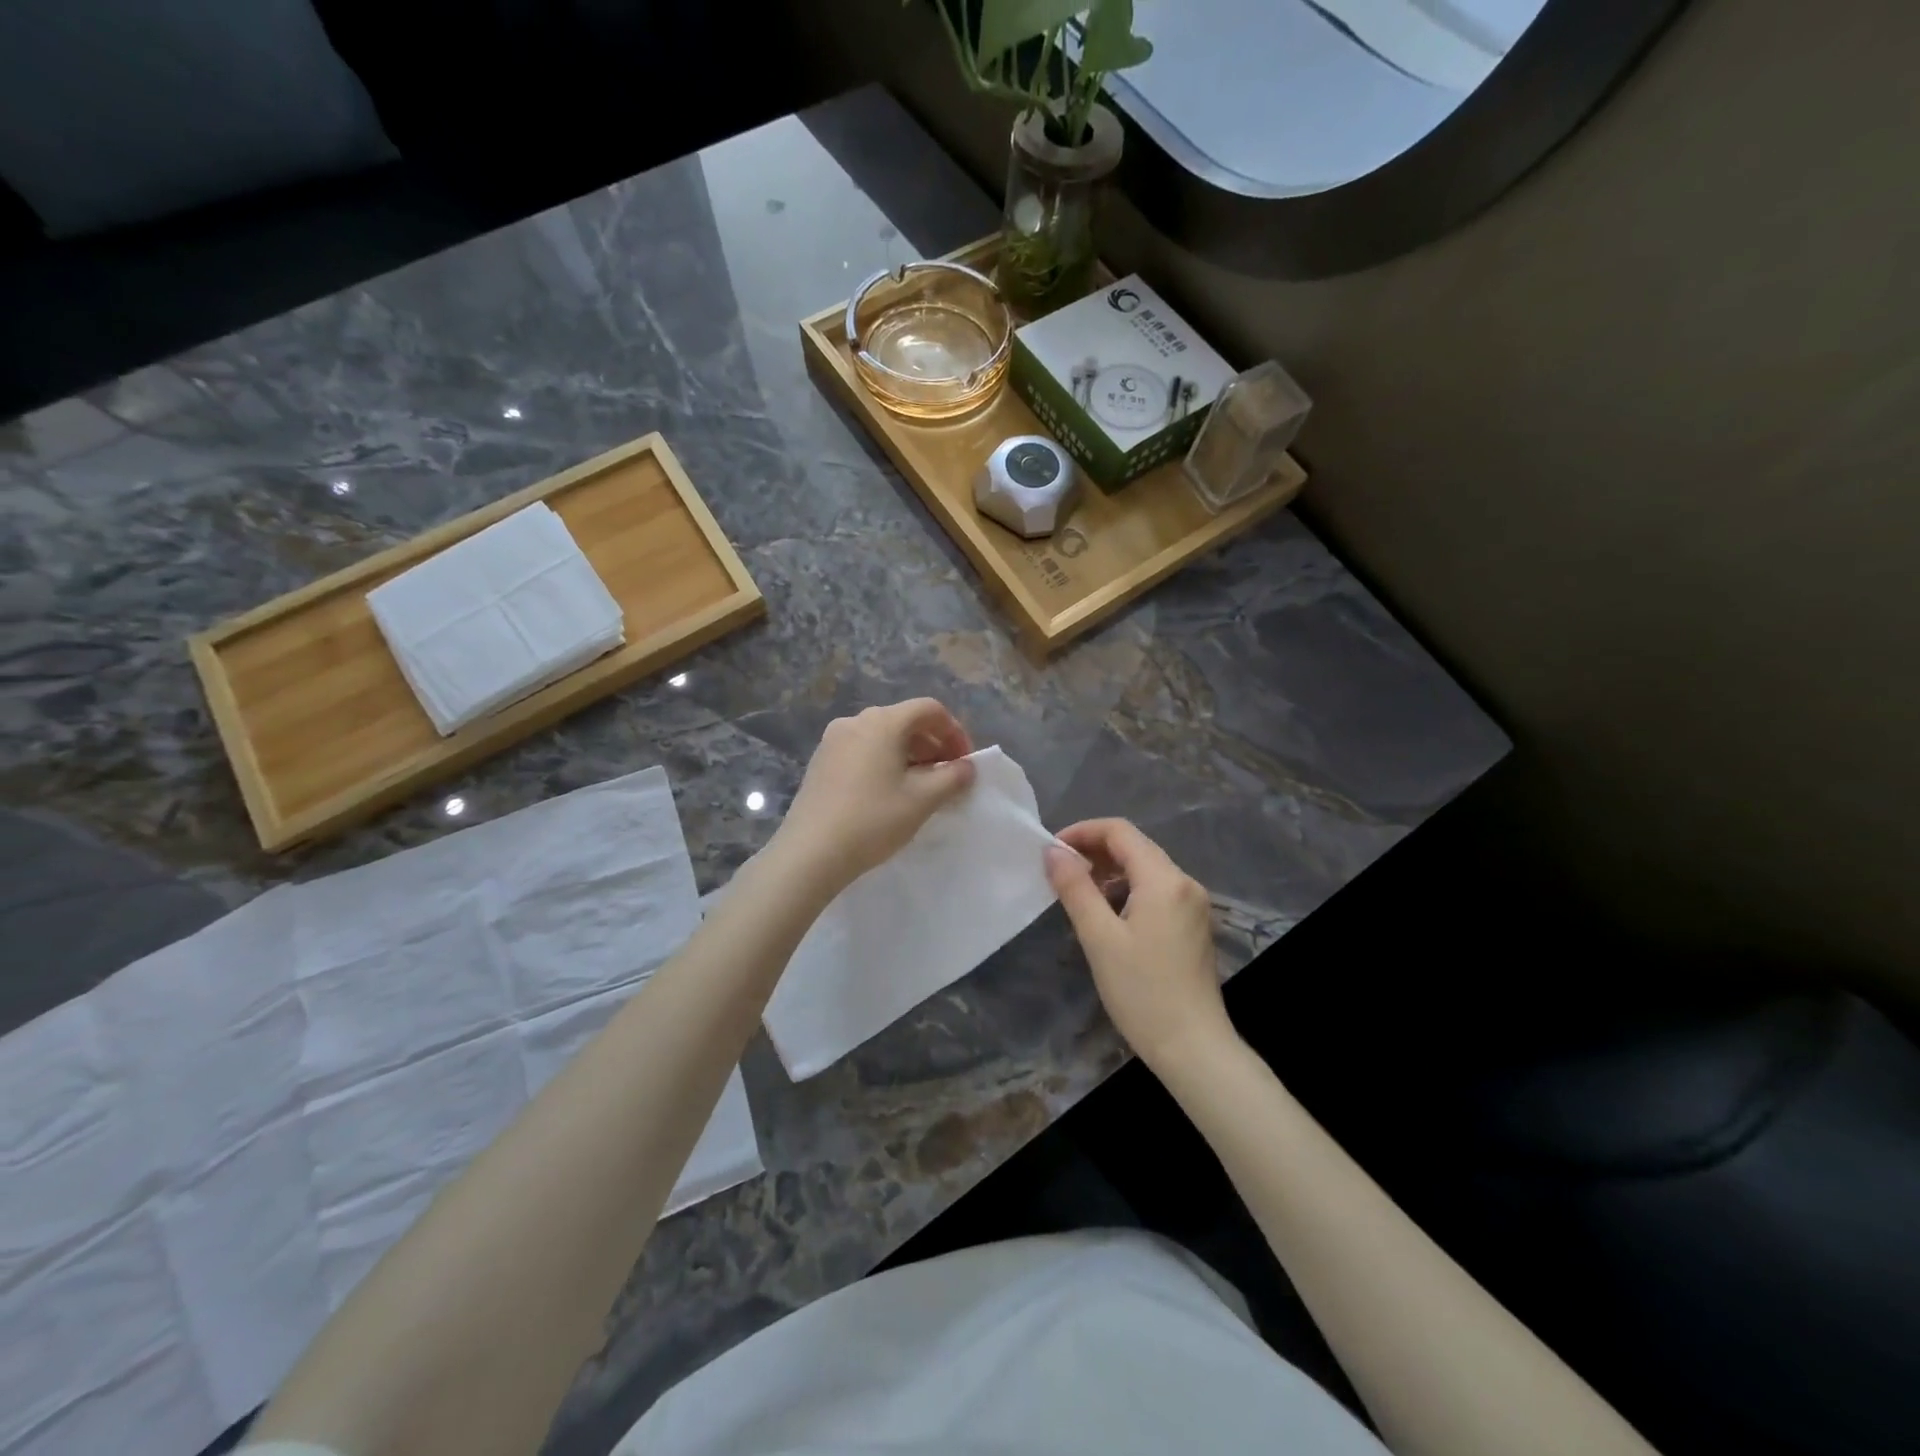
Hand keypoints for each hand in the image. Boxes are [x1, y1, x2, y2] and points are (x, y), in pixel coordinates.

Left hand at [770, 698, 976, 898]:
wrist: (810, 852)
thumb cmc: (873, 820)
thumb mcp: (922, 800)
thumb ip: (953, 777)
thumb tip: (967, 767)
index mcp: (883, 722)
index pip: (929, 709)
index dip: (954, 732)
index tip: (964, 763)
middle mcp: (856, 721)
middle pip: (905, 720)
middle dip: (933, 744)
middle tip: (947, 777)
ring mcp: (833, 740)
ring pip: (883, 736)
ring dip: (909, 754)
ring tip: (920, 787)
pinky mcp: (821, 761)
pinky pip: (863, 750)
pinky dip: (884, 762)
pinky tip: (888, 792)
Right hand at [1045, 819, 1233, 1072]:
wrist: (1194, 1048)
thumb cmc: (1142, 992)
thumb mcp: (1099, 938)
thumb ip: (1075, 888)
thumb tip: (1052, 852)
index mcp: (1164, 879)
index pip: (1120, 831)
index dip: (1083, 832)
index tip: (1052, 851)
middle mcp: (1184, 883)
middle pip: (1135, 847)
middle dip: (1094, 851)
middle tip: (1059, 871)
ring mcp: (1193, 904)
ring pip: (1146, 869)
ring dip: (1110, 871)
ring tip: (1077, 892)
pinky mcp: (1193, 925)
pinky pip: (1156, 891)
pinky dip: (1127, 890)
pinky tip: (1107, 913)